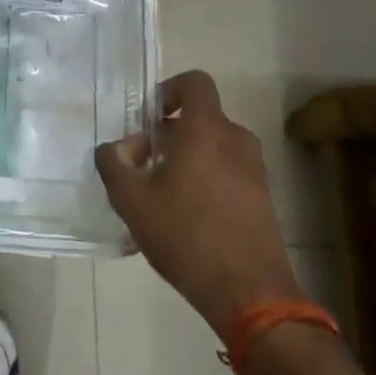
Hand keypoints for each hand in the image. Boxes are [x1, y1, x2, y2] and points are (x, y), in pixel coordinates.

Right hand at [94, 70, 305, 330]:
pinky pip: (227, 171)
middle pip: (199, 118)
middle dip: (167, 134)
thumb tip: (115, 148)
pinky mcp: (262, 197)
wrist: (249, 292)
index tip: (147, 121)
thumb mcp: (131, 199)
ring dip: (185, 158)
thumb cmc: (185, 234)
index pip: (194, 83)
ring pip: (213, 146)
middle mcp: (235, 140)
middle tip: (141, 165)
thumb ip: (113, 163)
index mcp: (205, 130)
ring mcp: (254, 169)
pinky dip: (205, 179)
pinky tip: (184, 216)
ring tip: (160, 193)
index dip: (167, 91)